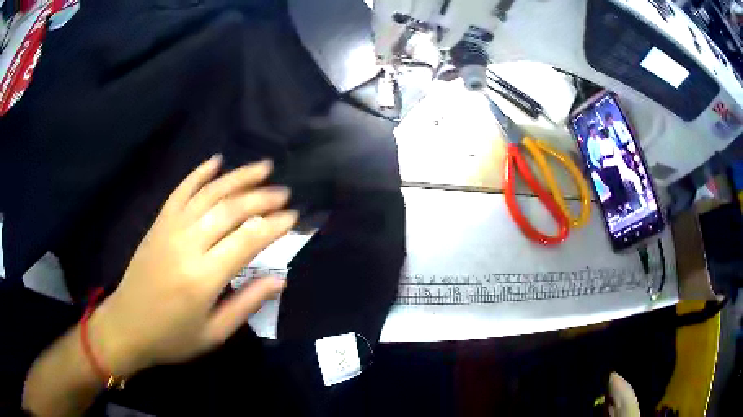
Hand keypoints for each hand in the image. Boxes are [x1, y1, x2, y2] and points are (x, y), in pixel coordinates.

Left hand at [90, 157, 296, 375]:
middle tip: (284, 192)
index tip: (294, 217)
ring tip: (262, 167)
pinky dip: (199, 174)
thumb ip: (246, 304)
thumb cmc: (172, 337)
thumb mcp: (214, 333)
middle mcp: (187, 245)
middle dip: (261, 198)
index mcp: (203, 277)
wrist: (127, 326)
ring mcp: (169, 229)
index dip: (273, 225)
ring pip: (208, 193)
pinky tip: (216, 161)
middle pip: (230, 210)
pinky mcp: (158, 224)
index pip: (247, 240)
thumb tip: (279, 279)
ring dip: (237, 177)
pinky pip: (180, 191)